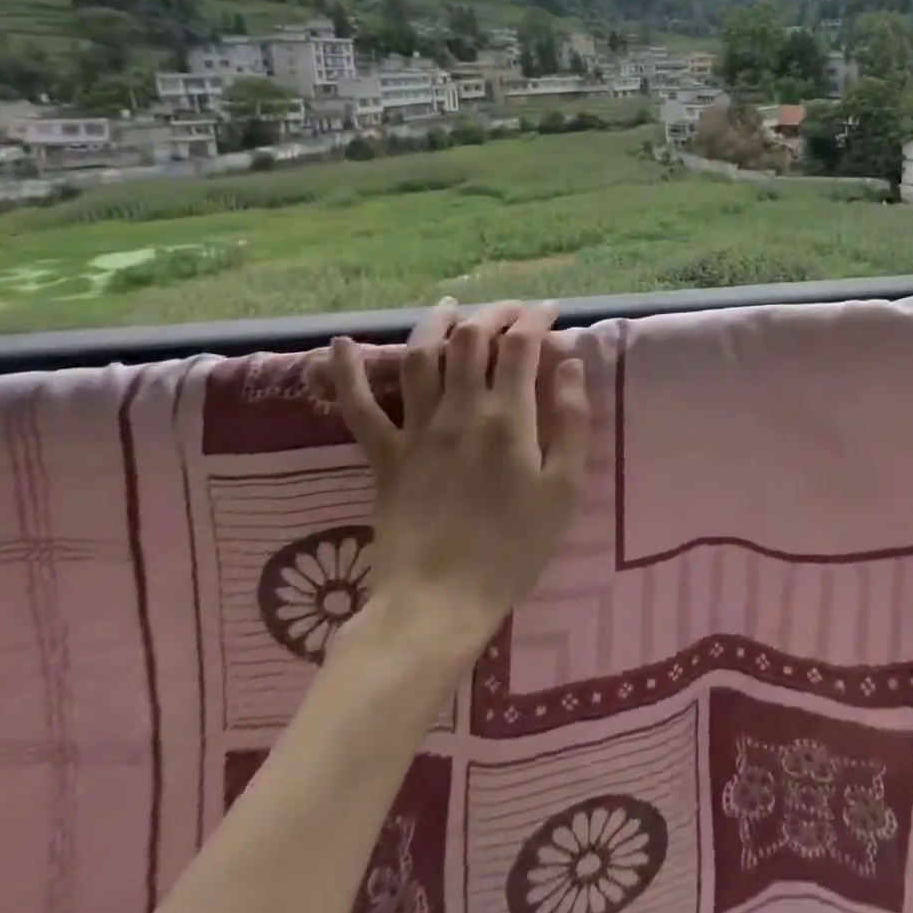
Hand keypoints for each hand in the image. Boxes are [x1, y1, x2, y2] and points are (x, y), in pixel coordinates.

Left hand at [316, 298, 590, 664]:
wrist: (439, 604)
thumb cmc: (514, 547)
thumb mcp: (564, 488)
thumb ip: (572, 420)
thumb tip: (570, 365)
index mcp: (508, 417)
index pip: (520, 345)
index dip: (536, 318)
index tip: (551, 312)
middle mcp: (459, 410)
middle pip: (470, 339)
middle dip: (493, 314)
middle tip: (511, 313)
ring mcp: (415, 430)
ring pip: (420, 356)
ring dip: (436, 323)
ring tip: (451, 307)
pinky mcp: (383, 456)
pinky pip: (358, 408)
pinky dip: (346, 372)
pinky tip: (340, 343)